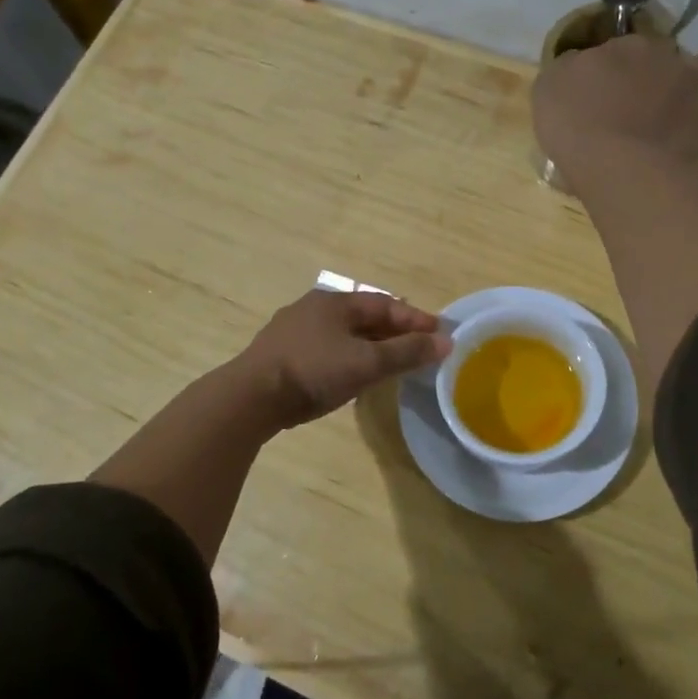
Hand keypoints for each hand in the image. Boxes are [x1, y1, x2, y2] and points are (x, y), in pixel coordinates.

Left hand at [233, 290, 451, 429]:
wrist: (251, 397)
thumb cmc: (313, 371)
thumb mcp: (366, 362)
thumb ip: (406, 352)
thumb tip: (446, 342)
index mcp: (335, 301)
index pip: (386, 304)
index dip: (416, 319)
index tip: (441, 334)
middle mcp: (315, 308)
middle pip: (365, 316)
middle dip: (395, 331)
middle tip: (420, 348)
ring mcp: (295, 331)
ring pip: (345, 333)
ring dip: (372, 345)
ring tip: (393, 362)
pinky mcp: (283, 354)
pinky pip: (328, 349)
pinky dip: (350, 357)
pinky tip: (355, 373)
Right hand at [532, 33, 697, 193]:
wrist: (615, 163)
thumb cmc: (574, 123)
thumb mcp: (549, 87)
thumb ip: (568, 68)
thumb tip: (579, 64)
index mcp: (626, 46)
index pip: (623, 44)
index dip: (613, 64)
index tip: (602, 86)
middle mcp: (666, 58)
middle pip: (669, 50)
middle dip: (659, 65)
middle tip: (642, 93)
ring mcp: (694, 88)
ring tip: (689, 95)